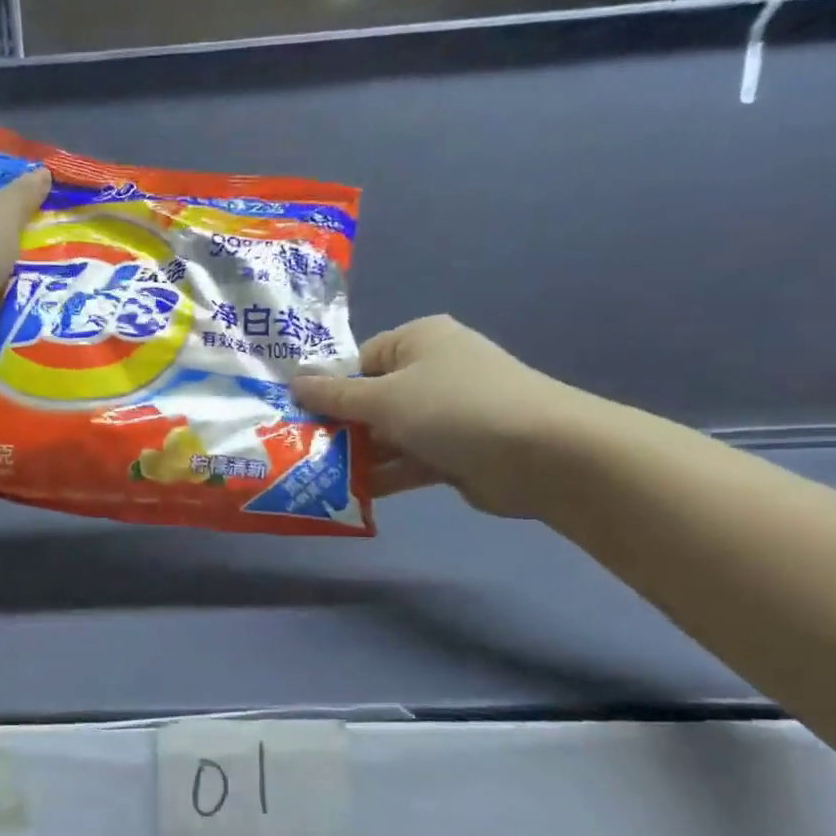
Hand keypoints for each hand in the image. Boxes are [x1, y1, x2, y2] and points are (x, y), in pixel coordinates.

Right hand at [291, 315, 610, 515]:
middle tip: (297, 451)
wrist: (541, 455)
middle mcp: (431, 372)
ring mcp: (445, 414)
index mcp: (417, 341)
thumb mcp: (383, 398)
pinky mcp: (454, 452)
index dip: (326, 388)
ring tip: (314, 477)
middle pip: (371, 400)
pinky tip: (348, 494)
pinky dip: (383, 475)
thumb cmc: (452, 408)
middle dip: (338, 427)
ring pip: (388, 434)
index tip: (294, 418)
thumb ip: (335, 396)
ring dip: (357, 456)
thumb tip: (294, 382)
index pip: (358, 361)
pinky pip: (407, 461)